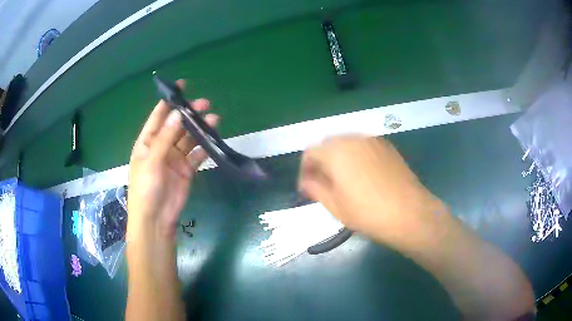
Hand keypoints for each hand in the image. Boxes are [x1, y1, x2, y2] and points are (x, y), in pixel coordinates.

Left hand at [127, 80, 218, 239]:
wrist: (156, 219)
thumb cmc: (146, 188)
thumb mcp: (152, 161)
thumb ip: (166, 138)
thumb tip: (178, 114)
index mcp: (148, 142)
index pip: (158, 116)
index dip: (169, 101)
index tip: (182, 86)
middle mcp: (161, 147)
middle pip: (176, 125)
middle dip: (189, 114)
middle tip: (204, 104)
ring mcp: (175, 158)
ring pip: (189, 138)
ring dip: (199, 129)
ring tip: (214, 119)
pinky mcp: (187, 170)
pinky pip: (197, 154)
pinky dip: (204, 147)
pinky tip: (213, 138)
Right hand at [298, 135, 445, 247]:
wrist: (409, 213)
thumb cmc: (367, 212)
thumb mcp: (334, 205)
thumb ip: (314, 188)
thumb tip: (306, 181)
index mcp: (336, 151)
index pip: (310, 152)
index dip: (305, 169)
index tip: (307, 187)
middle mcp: (353, 138)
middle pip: (328, 144)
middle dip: (322, 162)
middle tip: (323, 184)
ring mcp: (372, 140)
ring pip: (347, 144)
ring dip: (338, 158)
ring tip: (343, 180)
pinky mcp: (387, 146)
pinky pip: (363, 146)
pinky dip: (355, 156)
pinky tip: (362, 176)